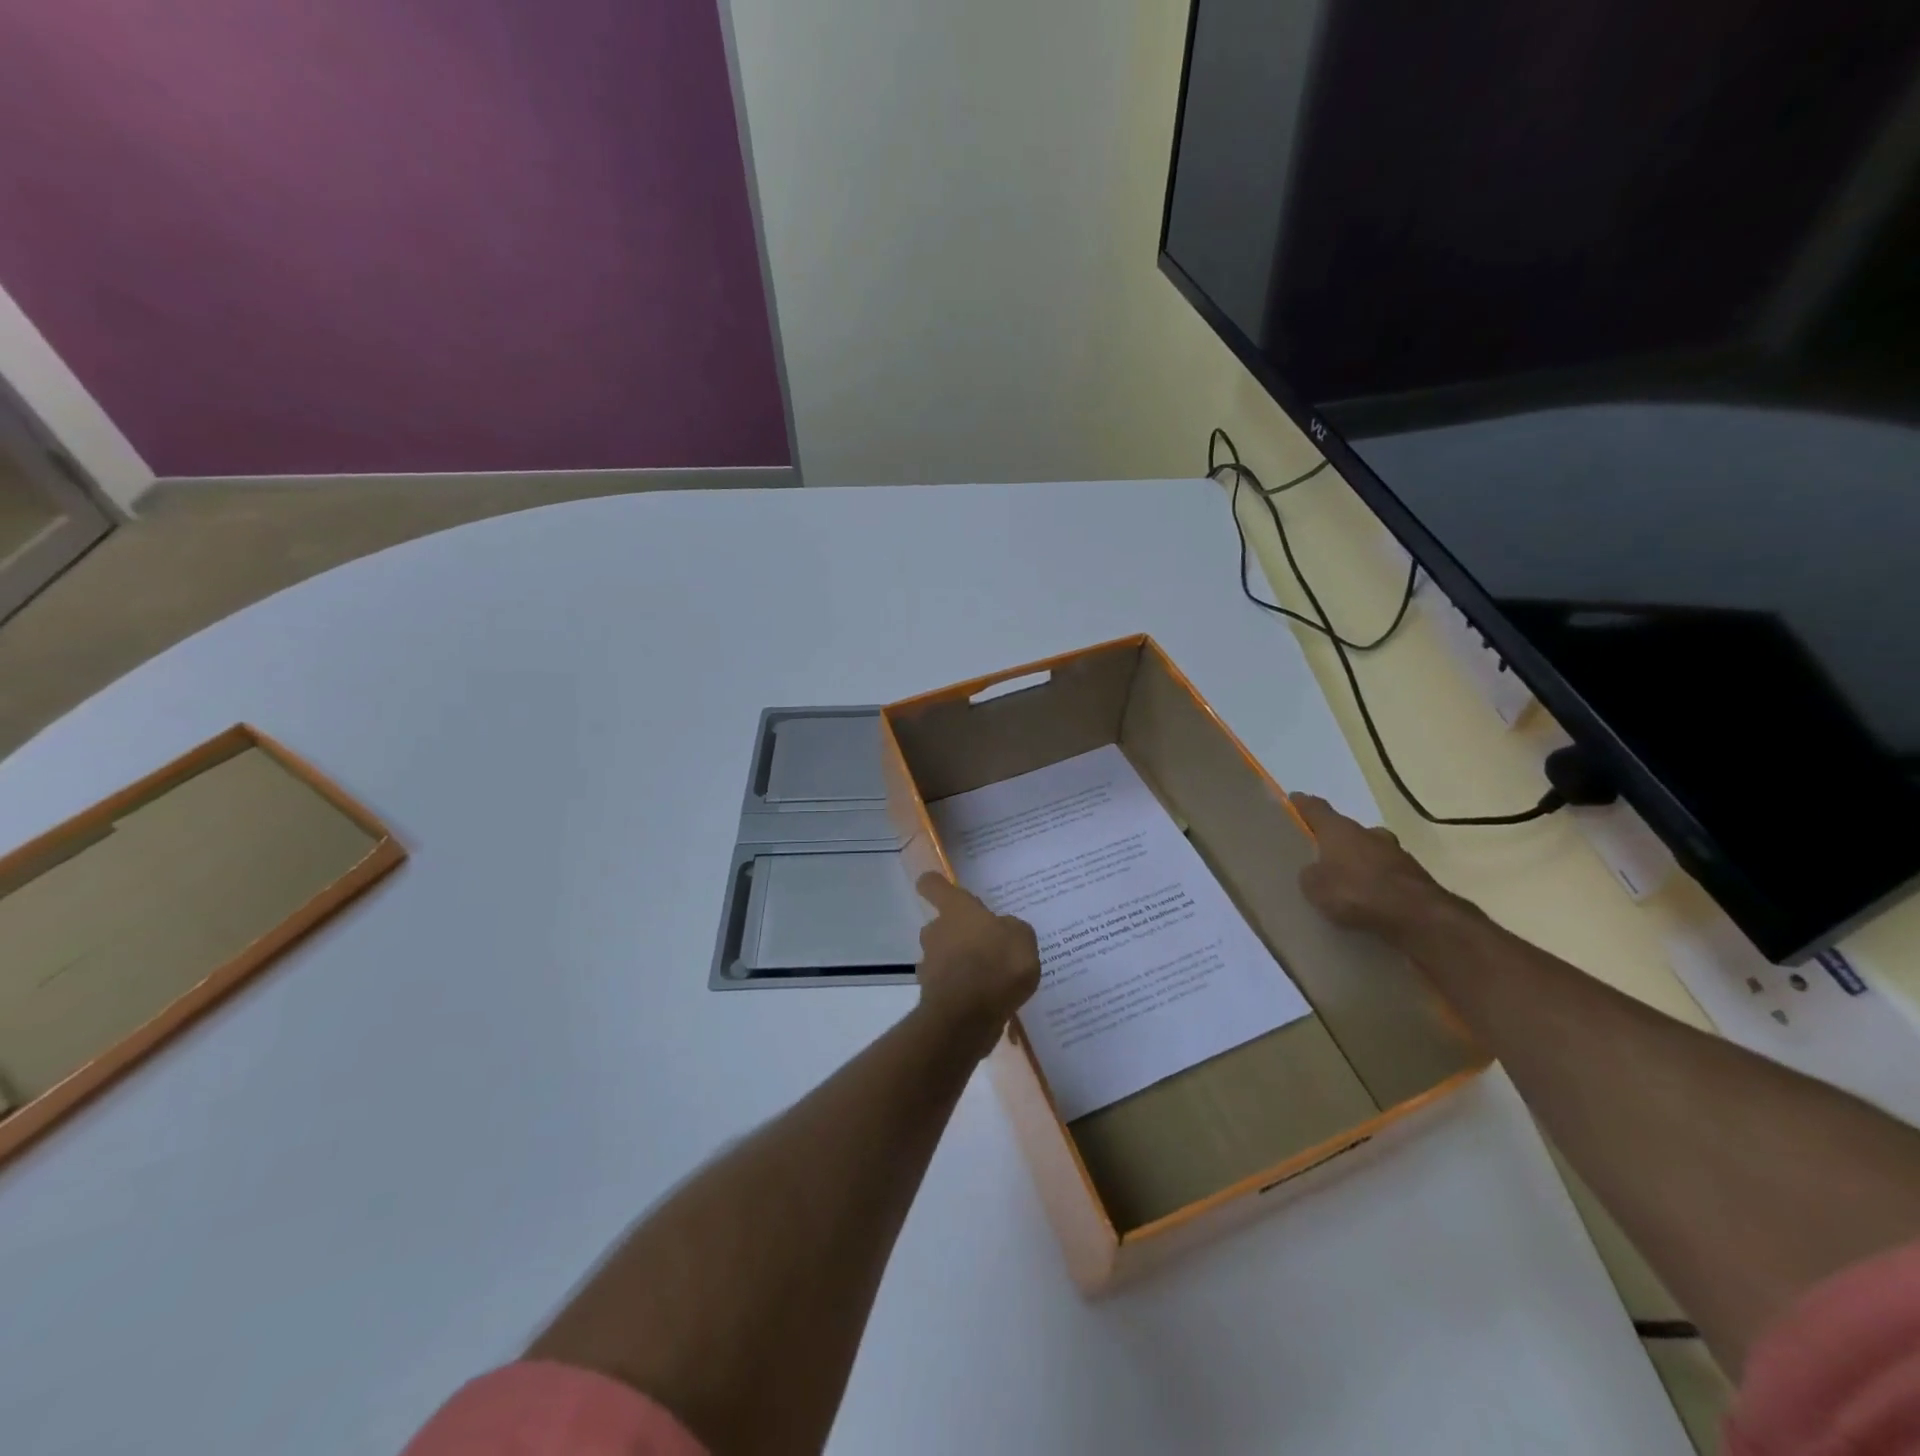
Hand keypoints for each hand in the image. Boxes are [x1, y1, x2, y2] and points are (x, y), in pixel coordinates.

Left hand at [914, 873, 1040, 1055]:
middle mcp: (936, 932)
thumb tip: (1002, 929)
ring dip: (960, 963)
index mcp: (956, 909)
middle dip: (958, 934)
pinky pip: (949, 986)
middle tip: (986, 945)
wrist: (968, 1017)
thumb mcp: (1022, 938)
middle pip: (940, 925)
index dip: (935, 884)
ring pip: (943, 956)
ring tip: (991, 979)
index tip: (940, 887)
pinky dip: (962, 991)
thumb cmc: (996, 964)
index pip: (932, 885)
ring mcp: (930, 964)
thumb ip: (1011, 929)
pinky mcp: (932, 995)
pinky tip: (986, 1002)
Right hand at [1291, 794, 1451, 940]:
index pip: (1316, 807)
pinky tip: (1370, 900)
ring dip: (1360, 862)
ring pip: (1371, 852)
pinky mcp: (1416, 876)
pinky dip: (1378, 882)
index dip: (1302, 804)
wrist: (1418, 917)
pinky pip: (1387, 875)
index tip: (1293, 800)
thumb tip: (1315, 871)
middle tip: (1322, 855)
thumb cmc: (1356, 892)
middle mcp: (1369, 833)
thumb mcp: (1315, 887)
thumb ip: (1310, 874)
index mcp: (1339, 829)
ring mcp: (1396, 853)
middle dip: (1335, 840)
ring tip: (1347, 882)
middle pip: (1346, 830)